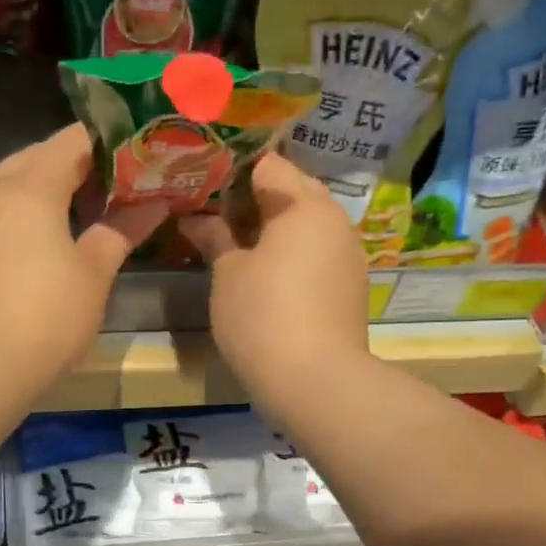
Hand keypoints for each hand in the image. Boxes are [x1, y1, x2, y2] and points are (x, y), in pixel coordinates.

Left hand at [0, 125, 167, 389]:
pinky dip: (20, 217)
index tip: (135, 157)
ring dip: (43, 191)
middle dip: (73, 165)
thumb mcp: (93, 275)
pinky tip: (41, 246)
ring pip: (9, 187)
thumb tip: (154, 204)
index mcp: (29, 189)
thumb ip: (121, 231)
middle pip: (35, 159)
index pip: (70, 141)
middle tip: (111, 188)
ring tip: (80, 216)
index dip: (106, 143)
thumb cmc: (46, 317)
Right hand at [178, 153, 369, 408]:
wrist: (316, 381)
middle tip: (214, 215)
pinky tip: (266, 274)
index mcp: (303, 203)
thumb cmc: (262, 316)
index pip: (267, 164)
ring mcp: (347, 253)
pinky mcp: (349, 285)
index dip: (232, 170)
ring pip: (306, 224)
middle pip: (291, 191)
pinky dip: (291, 253)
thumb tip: (195, 218)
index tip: (203, 184)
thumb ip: (214, 237)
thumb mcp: (228, 274)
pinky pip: (316, 253)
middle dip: (253, 199)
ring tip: (236, 245)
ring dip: (273, 228)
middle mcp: (333, 219)